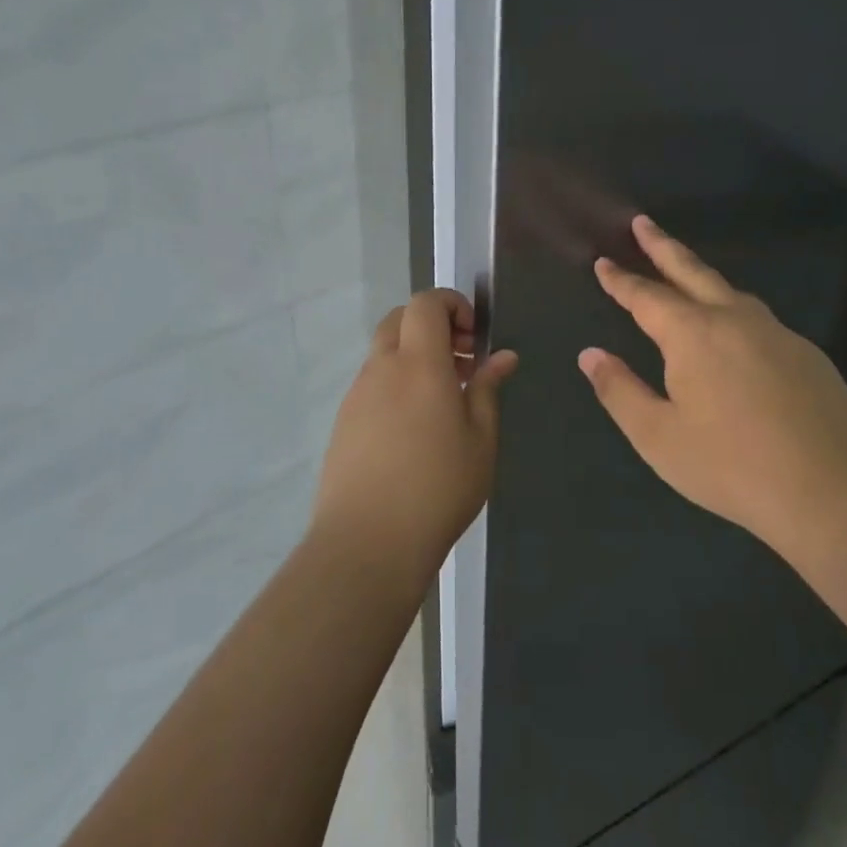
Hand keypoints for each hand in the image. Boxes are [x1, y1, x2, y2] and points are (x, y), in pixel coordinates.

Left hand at [311, 289, 517, 584]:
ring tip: (444, 401)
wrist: (367, 542)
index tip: (474, 336)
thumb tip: (503, 356)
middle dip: (432, 326)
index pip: (425, 303)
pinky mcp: (343, 422)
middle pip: (400, 319)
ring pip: (384, 352)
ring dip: (414, 356)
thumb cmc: (438, 487)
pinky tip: (415, 428)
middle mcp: (382, 368)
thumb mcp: (481, 439)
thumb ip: (488, 389)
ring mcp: (357, 395)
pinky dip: (396, 384)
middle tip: (462, 362)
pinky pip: (372, 384)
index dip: (451, 304)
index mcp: (419, 364)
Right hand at [578, 215, 846, 547]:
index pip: (647, 296)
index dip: (621, 280)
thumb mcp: (659, 436)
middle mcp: (734, 319)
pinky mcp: (805, 352)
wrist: (832, 488)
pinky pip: (757, 317)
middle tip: (642, 223)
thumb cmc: (731, 465)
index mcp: (693, 334)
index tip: (603, 261)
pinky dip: (733, 308)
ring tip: (684, 272)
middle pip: (691, 271)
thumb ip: (620, 391)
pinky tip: (735, 332)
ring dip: (700, 274)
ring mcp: (776, 332)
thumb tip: (590, 355)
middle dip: (662, 246)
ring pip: (730, 290)